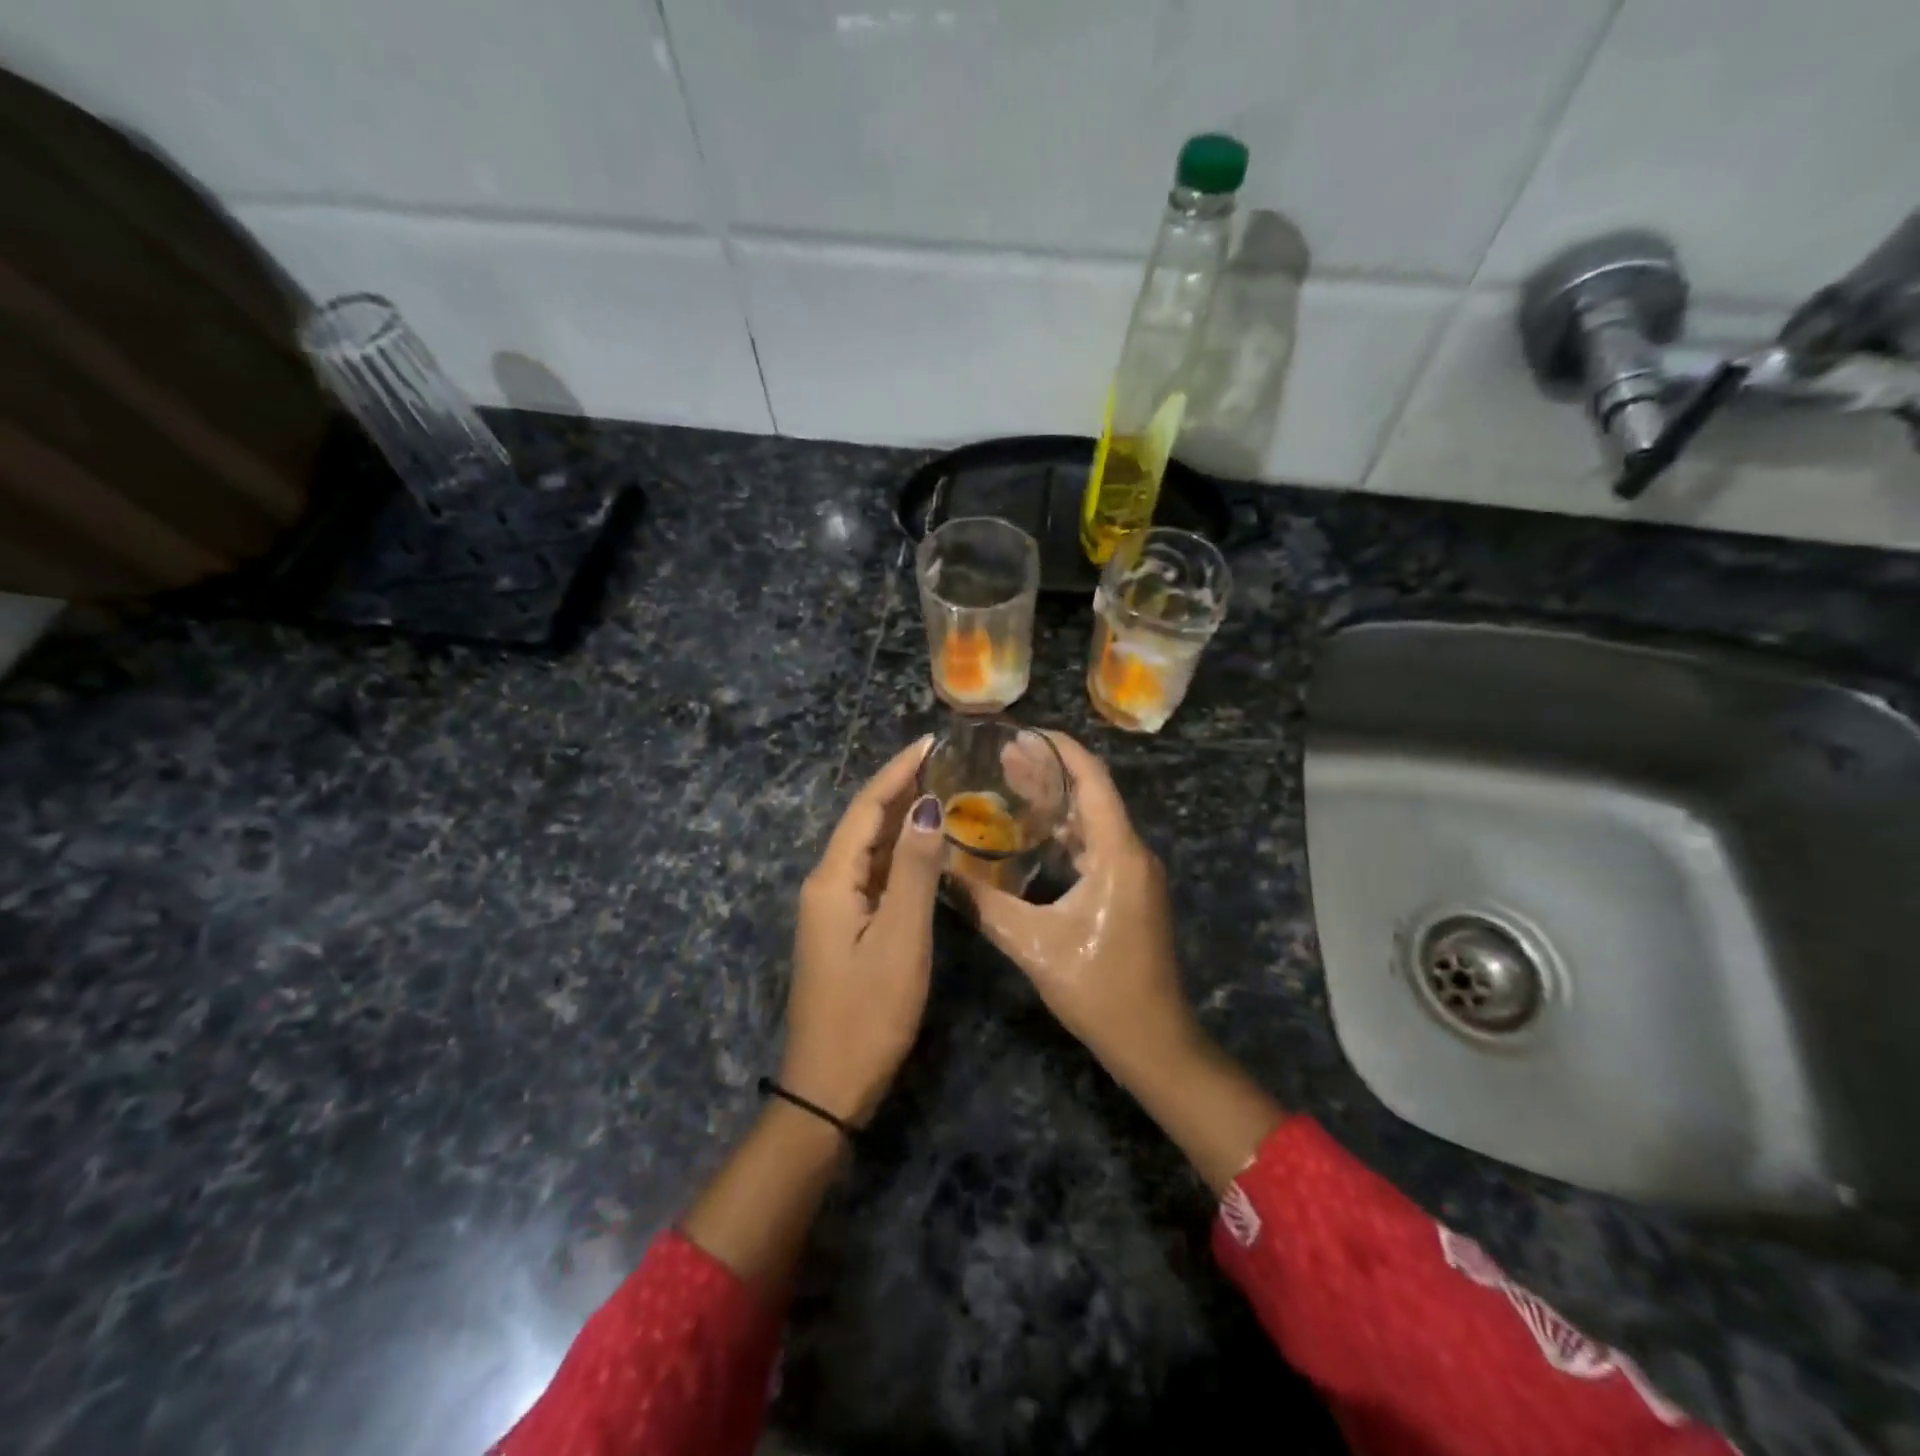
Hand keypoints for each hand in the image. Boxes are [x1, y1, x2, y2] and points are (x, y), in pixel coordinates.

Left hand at [781, 738, 945, 1125]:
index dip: (897, 771)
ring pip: (869, 849)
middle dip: (900, 788)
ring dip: (901, 819)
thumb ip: (916, 871)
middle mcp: (825, 884)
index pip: (866, 808)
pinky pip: (873, 876)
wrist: (829, 1086)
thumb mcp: (901, 939)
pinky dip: (900, 855)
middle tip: (944, 761)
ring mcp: (832, 908)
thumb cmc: (869, 1013)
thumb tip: (928, 807)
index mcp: (832, 879)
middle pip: (864, 823)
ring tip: (941, 791)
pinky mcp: (844, 928)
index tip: (930, 740)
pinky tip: (926, 849)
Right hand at [958, 732, 1201, 1084]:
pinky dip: (1065, 831)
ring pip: (1093, 820)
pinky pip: (1096, 845)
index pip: (1091, 778)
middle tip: (1001, 756)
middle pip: (1091, 793)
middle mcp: (1131, 852)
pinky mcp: (1128, 891)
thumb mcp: (1033, 944)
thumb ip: (983, 904)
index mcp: (1117, 853)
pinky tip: (1032, 833)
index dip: (1058, 748)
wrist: (1153, 1043)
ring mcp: (1133, 873)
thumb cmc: (1098, 990)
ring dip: (1056, 801)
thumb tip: (940, 870)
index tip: (1019, 732)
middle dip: (1049, 770)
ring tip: (1009, 782)